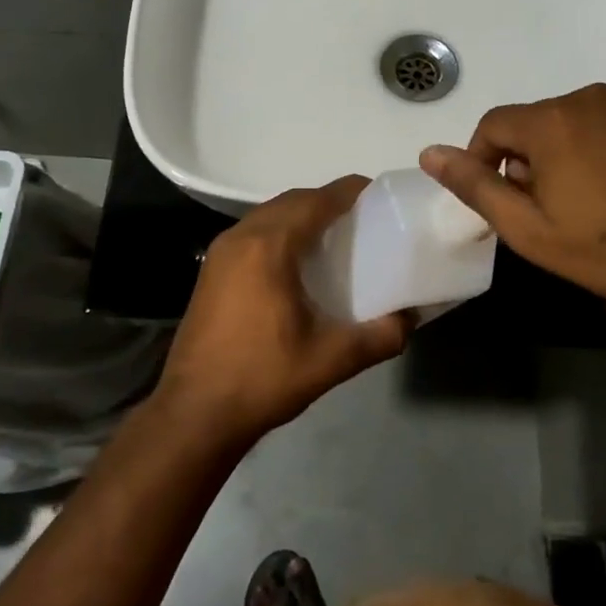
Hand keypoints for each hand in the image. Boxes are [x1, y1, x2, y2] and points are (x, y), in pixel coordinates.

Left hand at [153, 177, 413, 448]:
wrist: (194, 412)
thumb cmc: (262, 378)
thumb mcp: (330, 360)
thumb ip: (379, 336)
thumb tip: (410, 318)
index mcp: (269, 246)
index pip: (316, 201)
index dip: (348, 192)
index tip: (377, 194)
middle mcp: (241, 237)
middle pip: (291, 201)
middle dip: (326, 201)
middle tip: (361, 218)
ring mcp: (220, 252)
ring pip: (268, 214)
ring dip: (300, 215)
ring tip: (333, 236)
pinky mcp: (210, 270)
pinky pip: (252, 232)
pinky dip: (279, 231)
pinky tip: (296, 261)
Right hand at [419, 84, 605, 330]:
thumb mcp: (529, 227)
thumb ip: (475, 186)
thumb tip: (429, 153)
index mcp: (551, 119)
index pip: (492, 126)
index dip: (481, 163)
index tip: (498, 203)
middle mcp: (585, 99)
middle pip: (528, 125)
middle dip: (521, 164)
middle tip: (539, 213)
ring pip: (563, 128)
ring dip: (554, 161)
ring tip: (576, 209)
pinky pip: (597, 130)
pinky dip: (587, 156)